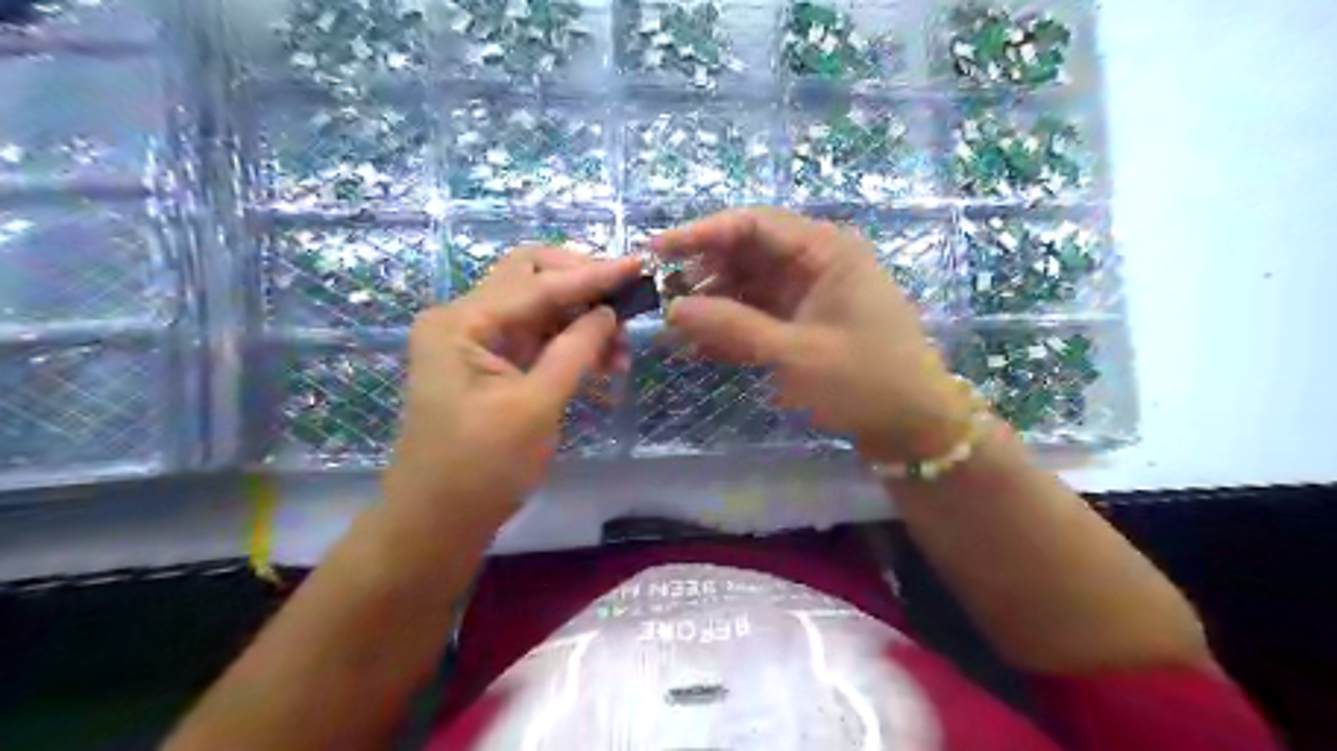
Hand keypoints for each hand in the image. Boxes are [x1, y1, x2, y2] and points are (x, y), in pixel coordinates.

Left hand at [380, 249, 641, 537]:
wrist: (436, 523)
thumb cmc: (480, 469)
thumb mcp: (535, 407)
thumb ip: (575, 351)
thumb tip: (609, 312)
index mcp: (462, 322)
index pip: (538, 285)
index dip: (592, 276)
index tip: (638, 265)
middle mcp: (464, 319)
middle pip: (531, 279)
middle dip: (582, 287)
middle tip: (624, 307)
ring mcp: (476, 342)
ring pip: (539, 309)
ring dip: (581, 320)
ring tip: (620, 353)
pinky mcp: (490, 365)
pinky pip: (536, 338)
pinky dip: (570, 344)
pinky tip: (601, 364)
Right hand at [657, 205, 973, 464]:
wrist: (913, 427)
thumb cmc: (864, 382)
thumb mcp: (795, 354)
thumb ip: (732, 327)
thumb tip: (674, 308)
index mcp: (826, 250)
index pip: (753, 224)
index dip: (701, 234)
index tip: (656, 251)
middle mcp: (817, 262)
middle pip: (747, 253)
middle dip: (704, 273)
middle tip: (660, 297)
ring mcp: (810, 294)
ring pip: (749, 286)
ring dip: (714, 305)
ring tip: (675, 330)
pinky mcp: (805, 323)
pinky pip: (760, 315)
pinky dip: (732, 328)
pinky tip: (701, 349)